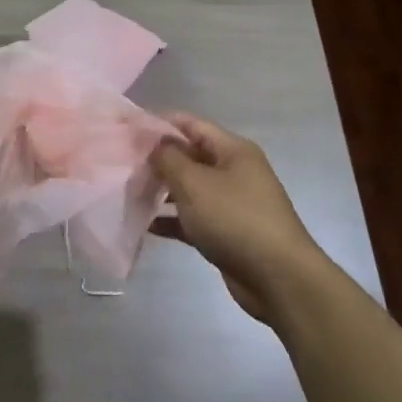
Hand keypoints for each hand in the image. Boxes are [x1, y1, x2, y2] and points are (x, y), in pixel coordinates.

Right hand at [149, 113, 326, 321]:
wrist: (278, 278)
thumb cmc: (234, 219)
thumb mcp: (195, 183)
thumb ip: (168, 158)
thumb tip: (154, 144)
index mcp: (233, 150)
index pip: (192, 124)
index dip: (161, 123)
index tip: (129, 130)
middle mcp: (234, 171)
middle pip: (190, 156)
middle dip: (158, 159)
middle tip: (124, 164)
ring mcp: (231, 203)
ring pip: (190, 189)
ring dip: (162, 190)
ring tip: (129, 192)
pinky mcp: (226, 232)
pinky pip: (193, 218)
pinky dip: (172, 219)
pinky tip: (145, 225)